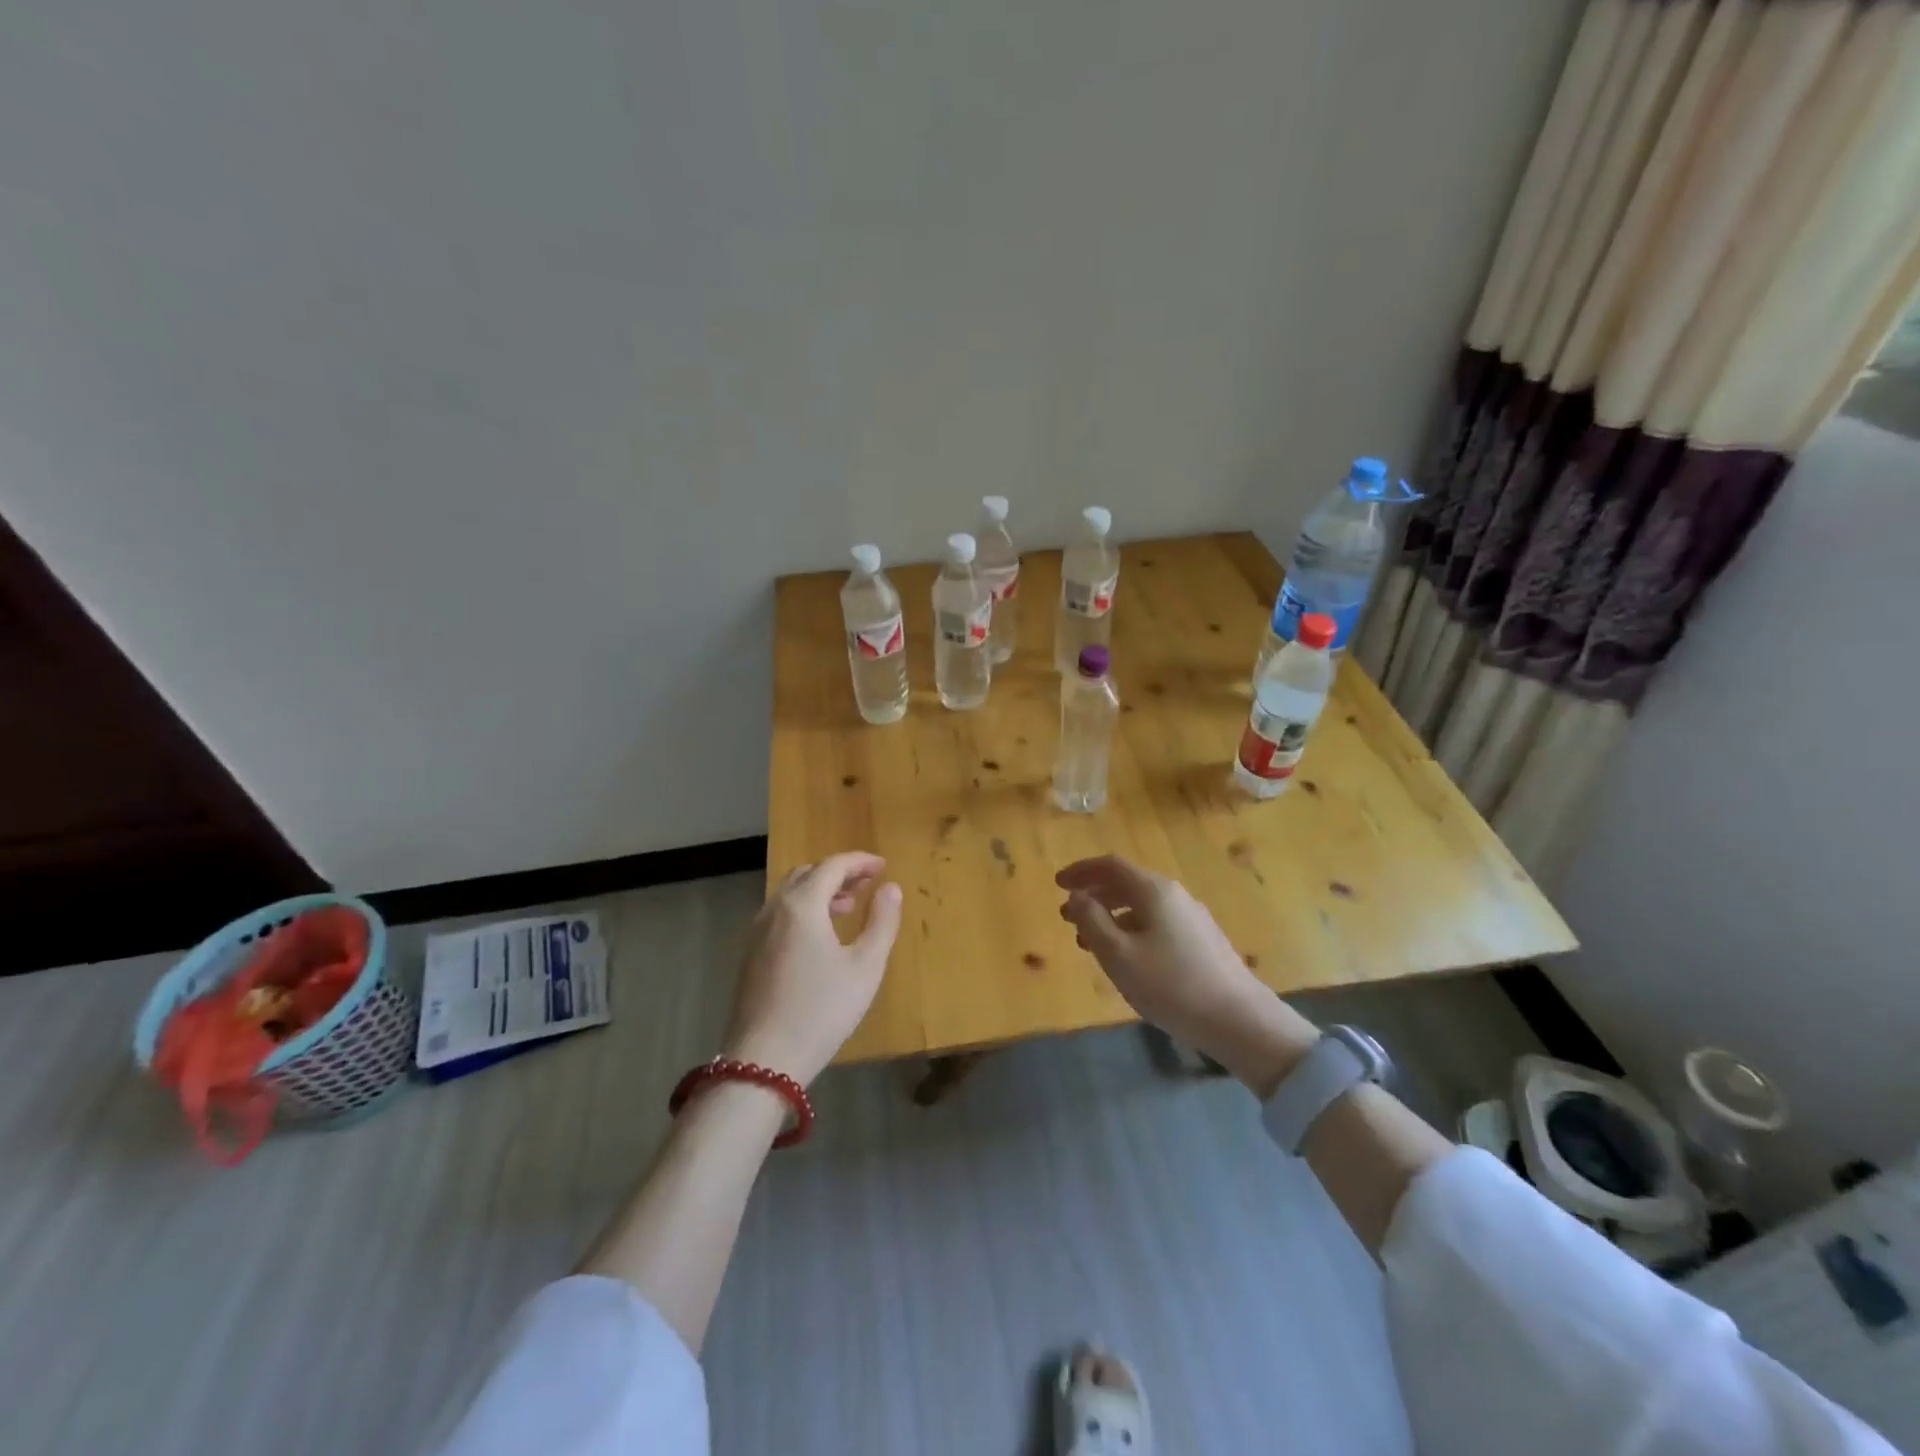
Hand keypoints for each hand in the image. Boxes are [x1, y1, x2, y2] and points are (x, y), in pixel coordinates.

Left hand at [723, 853, 902, 1086]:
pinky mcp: (749, 954)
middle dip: (839, 873)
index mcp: (802, 905)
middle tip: (867, 884)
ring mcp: (756, 931)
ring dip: (820, 891)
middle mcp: (774, 909)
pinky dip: (802, 909)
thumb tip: (891, 888)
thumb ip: (882, 922)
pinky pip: (779, 914)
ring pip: (790, 894)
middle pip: (807, 874)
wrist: (763, 1061)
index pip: (832, 866)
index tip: (883, 866)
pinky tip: (820, 936)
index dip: (860, 862)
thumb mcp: (865, 967)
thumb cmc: (821, 1011)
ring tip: (848, 907)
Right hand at [1056, 855, 1317, 1095]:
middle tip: (1067, 915)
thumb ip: (1091, 921)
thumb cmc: (1170, 985)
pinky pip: (1156, 922)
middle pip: (1127, 883)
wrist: (1239, 1020)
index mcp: (1153, 890)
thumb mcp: (1118, 955)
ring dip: (1110, 916)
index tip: (1056, 883)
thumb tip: (1076, 896)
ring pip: (1141, 906)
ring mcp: (1192, 917)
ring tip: (1088, 941)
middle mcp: (1174, 895)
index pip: (1110, 866)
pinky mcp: (1202, 941)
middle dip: (1093, 895)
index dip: (1080, 871)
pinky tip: (1125, 957)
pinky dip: (1131, 929)